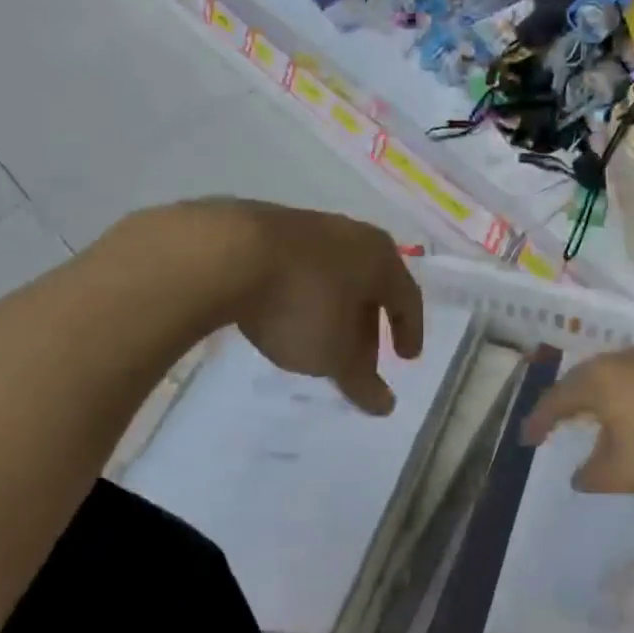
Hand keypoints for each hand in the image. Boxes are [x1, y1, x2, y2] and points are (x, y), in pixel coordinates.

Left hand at [208, 201, 424, 415]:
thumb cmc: (301, 304)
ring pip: (334, 276)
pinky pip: (299, 268)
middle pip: (370, 286)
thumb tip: (386, 406)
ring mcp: (308, 226)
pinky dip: (303, 294)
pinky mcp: (267, 226)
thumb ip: (362, 382)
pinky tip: (285, 314)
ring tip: (320, 341)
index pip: (408, 298)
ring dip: (334, 310)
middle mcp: (352, 235)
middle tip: (360, 360)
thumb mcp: (334, 355)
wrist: (224, 253)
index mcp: (381, 258)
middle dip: (367, 326)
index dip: (409, 331)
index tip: (406, 358)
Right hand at [521, 350, 633, 495]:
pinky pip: (627, 382)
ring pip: (605, 378)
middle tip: (548, 425)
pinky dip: (614, 399)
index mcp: (597, 380)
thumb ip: (591, 474)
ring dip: (590, 399)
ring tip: (581, 420)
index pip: (556, 398)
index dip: (538, 421)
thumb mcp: (620, 472)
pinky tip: (621, 417)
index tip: (526, 441)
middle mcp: (618, 362)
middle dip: (562, 404)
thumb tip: (579, 474)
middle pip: (579, 380)